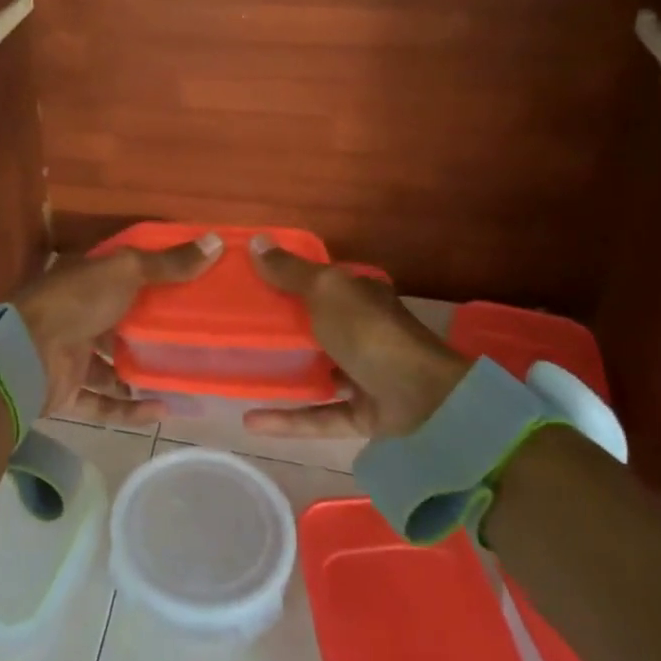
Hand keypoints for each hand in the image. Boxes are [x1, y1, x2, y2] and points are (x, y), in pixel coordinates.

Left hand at [13, 234, 223, 425]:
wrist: (26, 353)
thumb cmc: (77, 301)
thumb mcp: (126, 271)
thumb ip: (168, 263)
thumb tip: (216, 242)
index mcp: (86, 281)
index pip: (122, 277)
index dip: (153, 279)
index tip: (191, 287)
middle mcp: (77, 315)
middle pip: (119, 323)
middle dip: (150, 333)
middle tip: (193, 340)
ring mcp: (70, 355)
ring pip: (111, 367)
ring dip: (141, 376)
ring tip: (182, 379)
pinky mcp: (68, 391)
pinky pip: (103, 403)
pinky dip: (129, 409)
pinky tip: (163, 410)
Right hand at [241, 235, 470, 440]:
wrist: (426, 400)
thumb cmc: (371, 333)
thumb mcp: (326, 290)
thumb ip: (290, 271)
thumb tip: (256, 240)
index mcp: (359, 296)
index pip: (320, 283)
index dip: (287, 279)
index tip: (247, 283)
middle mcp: (363, 332)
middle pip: (315, 326)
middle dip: (280, 328)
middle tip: (234, 328)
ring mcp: (365, 375)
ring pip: (317, 372)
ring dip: (284, 374)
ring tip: (240, 372)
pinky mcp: (364, 414)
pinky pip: (319, 415)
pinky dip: (287, 419)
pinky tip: (250, 420)